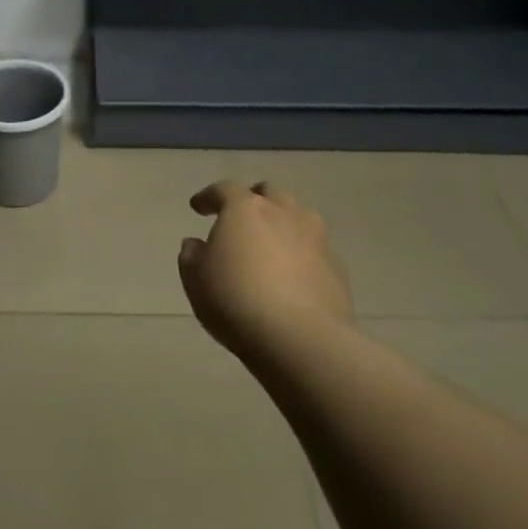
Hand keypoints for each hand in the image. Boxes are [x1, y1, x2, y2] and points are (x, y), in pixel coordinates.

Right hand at [178, 180, 351, 360]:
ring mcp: (315, 237)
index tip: (197, 207)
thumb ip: (192, 256)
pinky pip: (314, 248)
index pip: (224, 189)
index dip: (208, 196)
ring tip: (271, 243)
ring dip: (282, 222)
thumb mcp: (195, 279)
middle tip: (241, 218)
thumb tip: (195, 244)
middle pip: (269, 193)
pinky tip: (292, 274)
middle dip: (254, 200)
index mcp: (245, 209)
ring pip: (298, 216)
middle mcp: (283, 213)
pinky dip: (300, 253)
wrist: (301, 338)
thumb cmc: (236, 300)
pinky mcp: (335, 266)